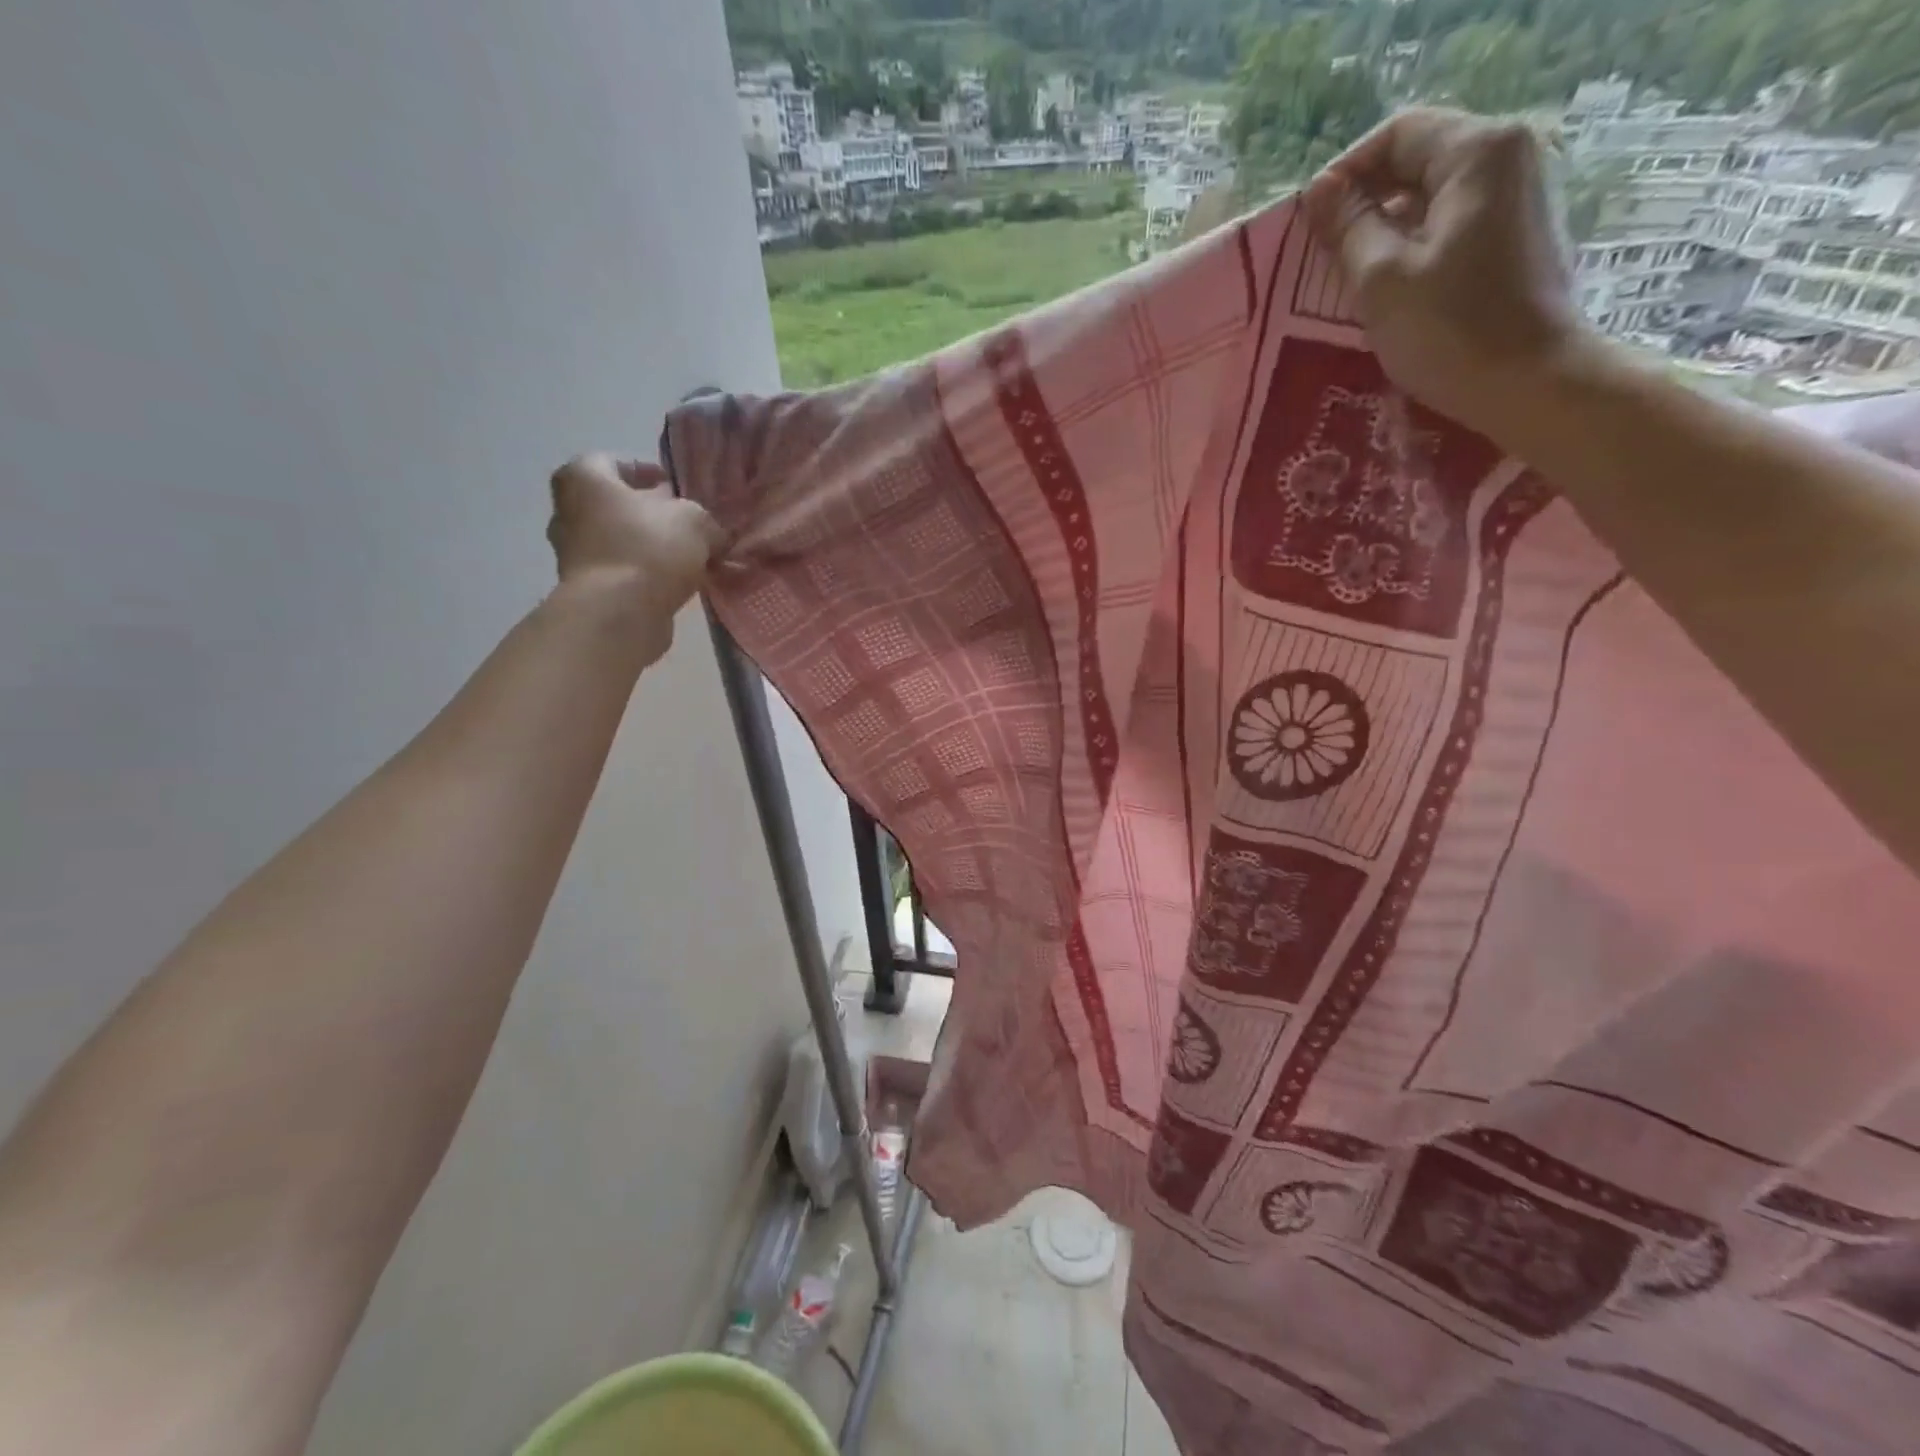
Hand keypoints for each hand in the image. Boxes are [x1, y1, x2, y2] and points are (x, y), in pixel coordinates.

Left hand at [546, 454, 722, 664]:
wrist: (620, 613)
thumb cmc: (649, 548)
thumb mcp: (695, 522)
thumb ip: (706, 522)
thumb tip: (714, 536)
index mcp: (584, 479)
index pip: (612, 462)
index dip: (646, 471)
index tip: (673, 488)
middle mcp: (567, 512)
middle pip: (613, 504)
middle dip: (647, 513)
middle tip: (681, 523)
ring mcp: (572, 555)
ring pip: (617, 541)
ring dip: (647, 547)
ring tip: (685, 559)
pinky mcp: (586, 591)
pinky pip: (620, 573)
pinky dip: (643, 575)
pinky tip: (674, 584)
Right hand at [1304, 108, 1592, 441]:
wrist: (1529, 384)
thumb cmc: (1449, 331)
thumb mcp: (1381, 280)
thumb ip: (1348, 228)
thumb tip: (1321, 193)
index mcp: (1478, 152)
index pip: (1397, 135)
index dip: (1345, 174)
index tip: (1309, 224)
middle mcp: (1508, 159)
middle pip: (1417, 163)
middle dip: (1364, 205)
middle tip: (1321, 256)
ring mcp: (1518, 201)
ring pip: (1432, 200)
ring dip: (1384, 233)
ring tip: (1346, 280)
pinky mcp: (1516, 241)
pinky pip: (1451, 229)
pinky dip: (1413, 250)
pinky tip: (1387, 293)